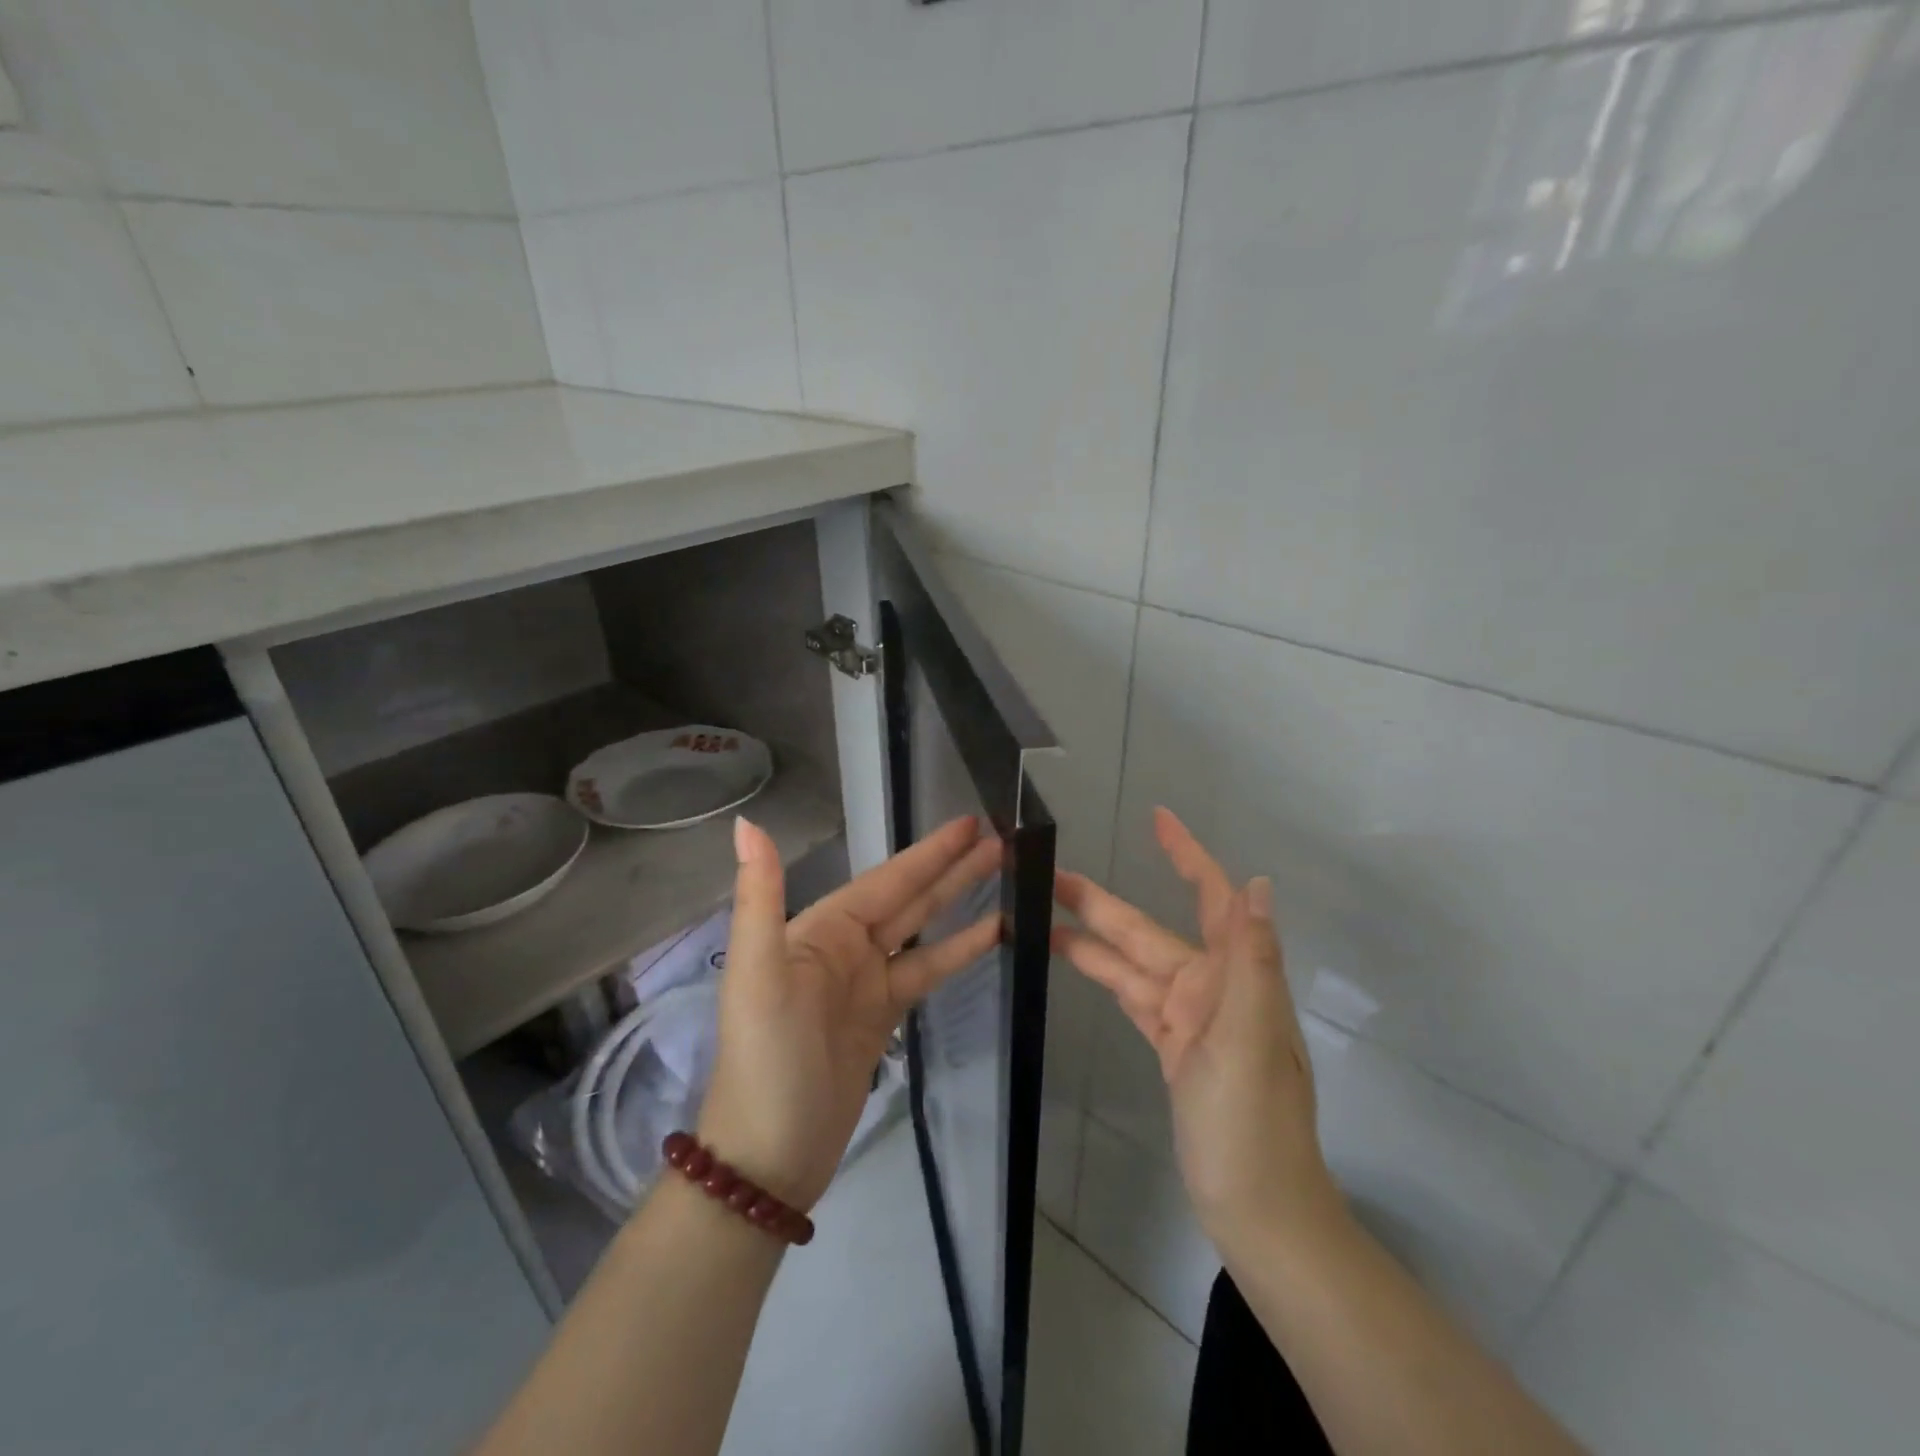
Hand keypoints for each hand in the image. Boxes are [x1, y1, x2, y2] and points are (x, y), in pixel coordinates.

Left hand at [696, 814, 1001, 1212]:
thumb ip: (760, 897)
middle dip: (951, 867)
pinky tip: (993, 933)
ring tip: (1004, 873)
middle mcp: (844, 947)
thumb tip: (747, 823)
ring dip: (959, 900)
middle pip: (909, 897)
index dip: (928, 852)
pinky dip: (957, 950)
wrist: (769, 1157)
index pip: (885, 880)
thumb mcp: (758, 975)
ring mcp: (866, 982)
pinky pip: (926, 971)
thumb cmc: (767, 1060)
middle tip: (1001, 839)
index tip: (969, 824)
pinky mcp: (884, 1016)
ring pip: (922, 928)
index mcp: (819, 930)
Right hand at [1052, 808, 1342, 1245]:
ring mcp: (1189, 1017)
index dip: (1188, 856)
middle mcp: (1211, 987)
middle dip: (1106, 902)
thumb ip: (1251, 959)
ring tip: (1046, 913)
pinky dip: (1105, 976)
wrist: (1257, 1207)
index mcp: (1235, 977)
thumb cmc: (1252, 1122)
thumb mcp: (1249, 1038)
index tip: (1159, 820)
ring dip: (1094, 938)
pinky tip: (1075, 959)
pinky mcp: (1171, 1045)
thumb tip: (1258, 885)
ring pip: (1134, 963)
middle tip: (1056, 875)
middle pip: (1151, 930)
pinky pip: (1132, 997)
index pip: (1214, 898)